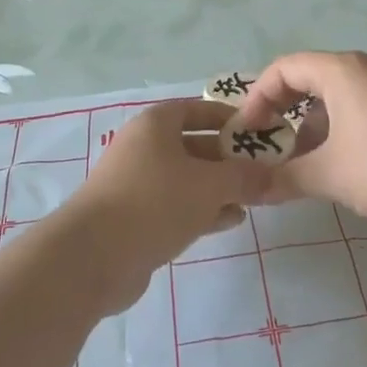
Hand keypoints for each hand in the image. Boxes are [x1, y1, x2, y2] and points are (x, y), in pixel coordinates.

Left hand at [67, 100, 270, 309]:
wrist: (92, 257)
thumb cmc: (154, 202)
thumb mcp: (209, 185)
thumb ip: (244, 177)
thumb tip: (273, 175)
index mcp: (156, 125)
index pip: (198, 110)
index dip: (229, 118)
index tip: (260, 132)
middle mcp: (144, 148)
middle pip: (195, 145)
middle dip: (229, 159)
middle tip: (263, 172)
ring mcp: (137, 184)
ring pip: (187, 179)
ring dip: (219, 188)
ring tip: (253, 200)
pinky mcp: (135, 218)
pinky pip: (176, 206)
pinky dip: (203, 210)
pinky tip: (230, 221)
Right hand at [235, 52, 366, 221]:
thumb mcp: (328, 175)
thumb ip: (283, 179)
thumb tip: (248, 190)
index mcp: (339, 71)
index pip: (283, 68)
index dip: (257, 98)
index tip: (247, 133)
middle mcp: (364, 67)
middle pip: (309, 78)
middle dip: (282, 112)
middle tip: (268, 145)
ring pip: (336, 95)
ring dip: (311, 124)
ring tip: (301, 162)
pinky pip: (359, 106)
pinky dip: (338, 127)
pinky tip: (340, 163)